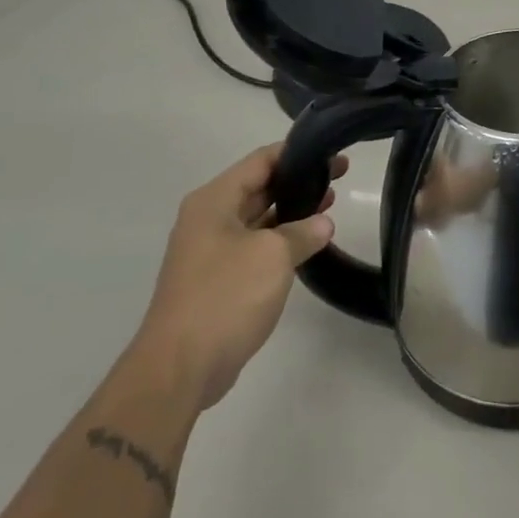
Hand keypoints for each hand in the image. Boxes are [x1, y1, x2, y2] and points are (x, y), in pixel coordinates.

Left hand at [134, 143, 344, 408]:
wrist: (180, 366)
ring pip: (258, 218)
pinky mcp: (217, 279)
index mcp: (214, 201)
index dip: (297, 153)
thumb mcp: (273, 256)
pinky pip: (254, 246)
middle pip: (259, 187)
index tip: (330, 151)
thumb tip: (322, 223)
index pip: (260, 161)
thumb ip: (303, 232)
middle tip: (338, 177)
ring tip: (330, 205)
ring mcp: (211, 250)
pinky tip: (308, 243)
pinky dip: (280, 239)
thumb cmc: (225, 296)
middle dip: (297, 181)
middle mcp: (208, 218)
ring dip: (291, 211)